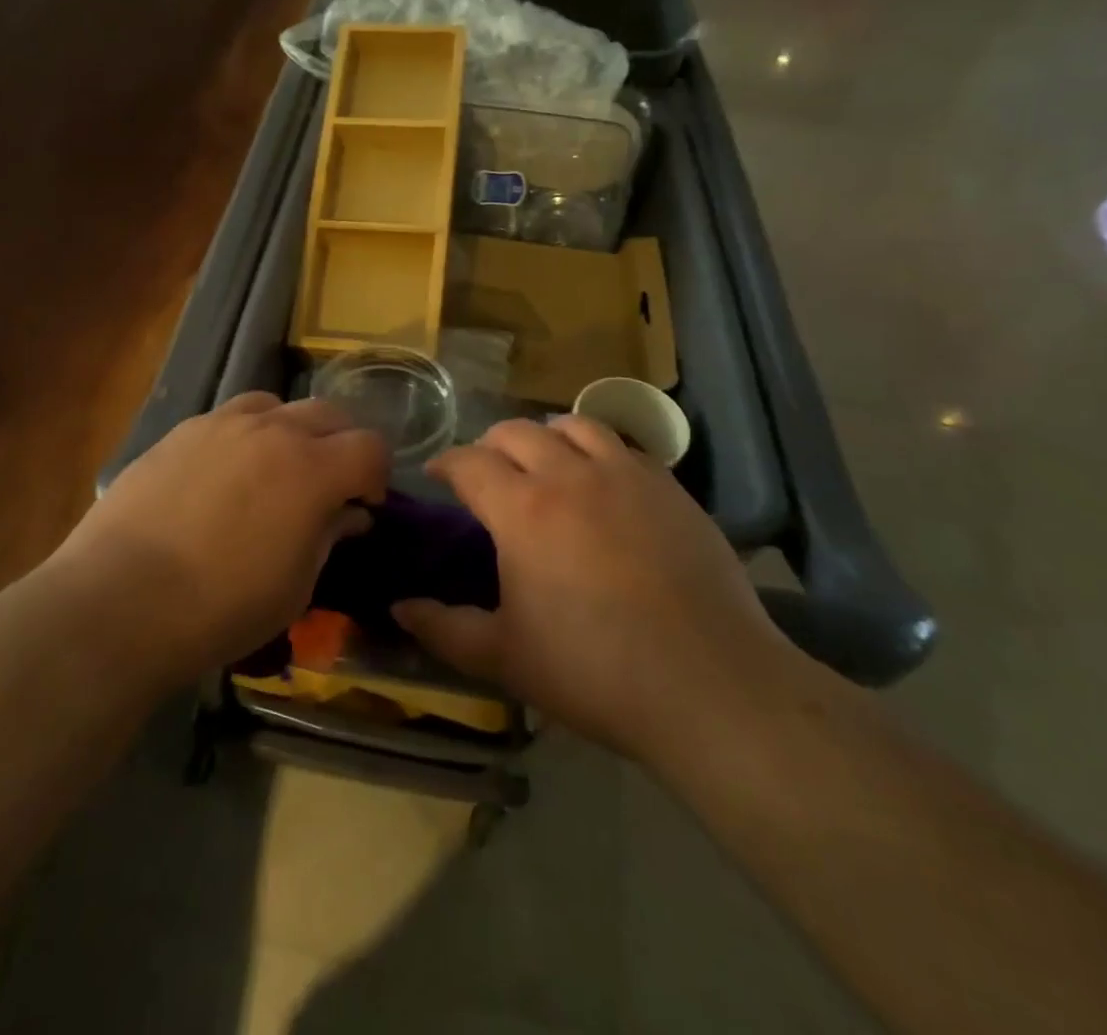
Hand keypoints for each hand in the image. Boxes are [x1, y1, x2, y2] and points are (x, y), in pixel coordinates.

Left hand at [57, 393, 388, 681]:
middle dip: (340, 444)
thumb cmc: (221, 608)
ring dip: (290, 430)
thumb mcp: (295, 586)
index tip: (364, 504)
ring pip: (275, 404)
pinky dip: (244, 435)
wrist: (119, 601)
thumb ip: (329, 537)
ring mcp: (221, 425)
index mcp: (311, 470)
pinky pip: (228, 417)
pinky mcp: (180, 432)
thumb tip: (349, 513)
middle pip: (328, 414)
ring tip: (274, 468)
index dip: (377, 474)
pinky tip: (223, 474)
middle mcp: (271, 431)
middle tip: (327, 483)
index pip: (370, 446)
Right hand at [392, 416, 784, 759]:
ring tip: (544, 461)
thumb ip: (443, 629)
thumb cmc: (594, 670)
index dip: (446, 463)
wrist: (708, 683)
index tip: (438, 476)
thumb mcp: (505, 657)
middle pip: (517, 431)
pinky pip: (624, 445)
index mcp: (522, 510)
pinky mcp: (668, 486)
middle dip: (490, 445)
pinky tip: (602, 481)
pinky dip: (599, 450)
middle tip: (486, 472)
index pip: (469, 462)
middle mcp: (569, 474)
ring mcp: (624, 474)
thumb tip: (398, 607)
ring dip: (546, 435)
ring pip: (574, 424)